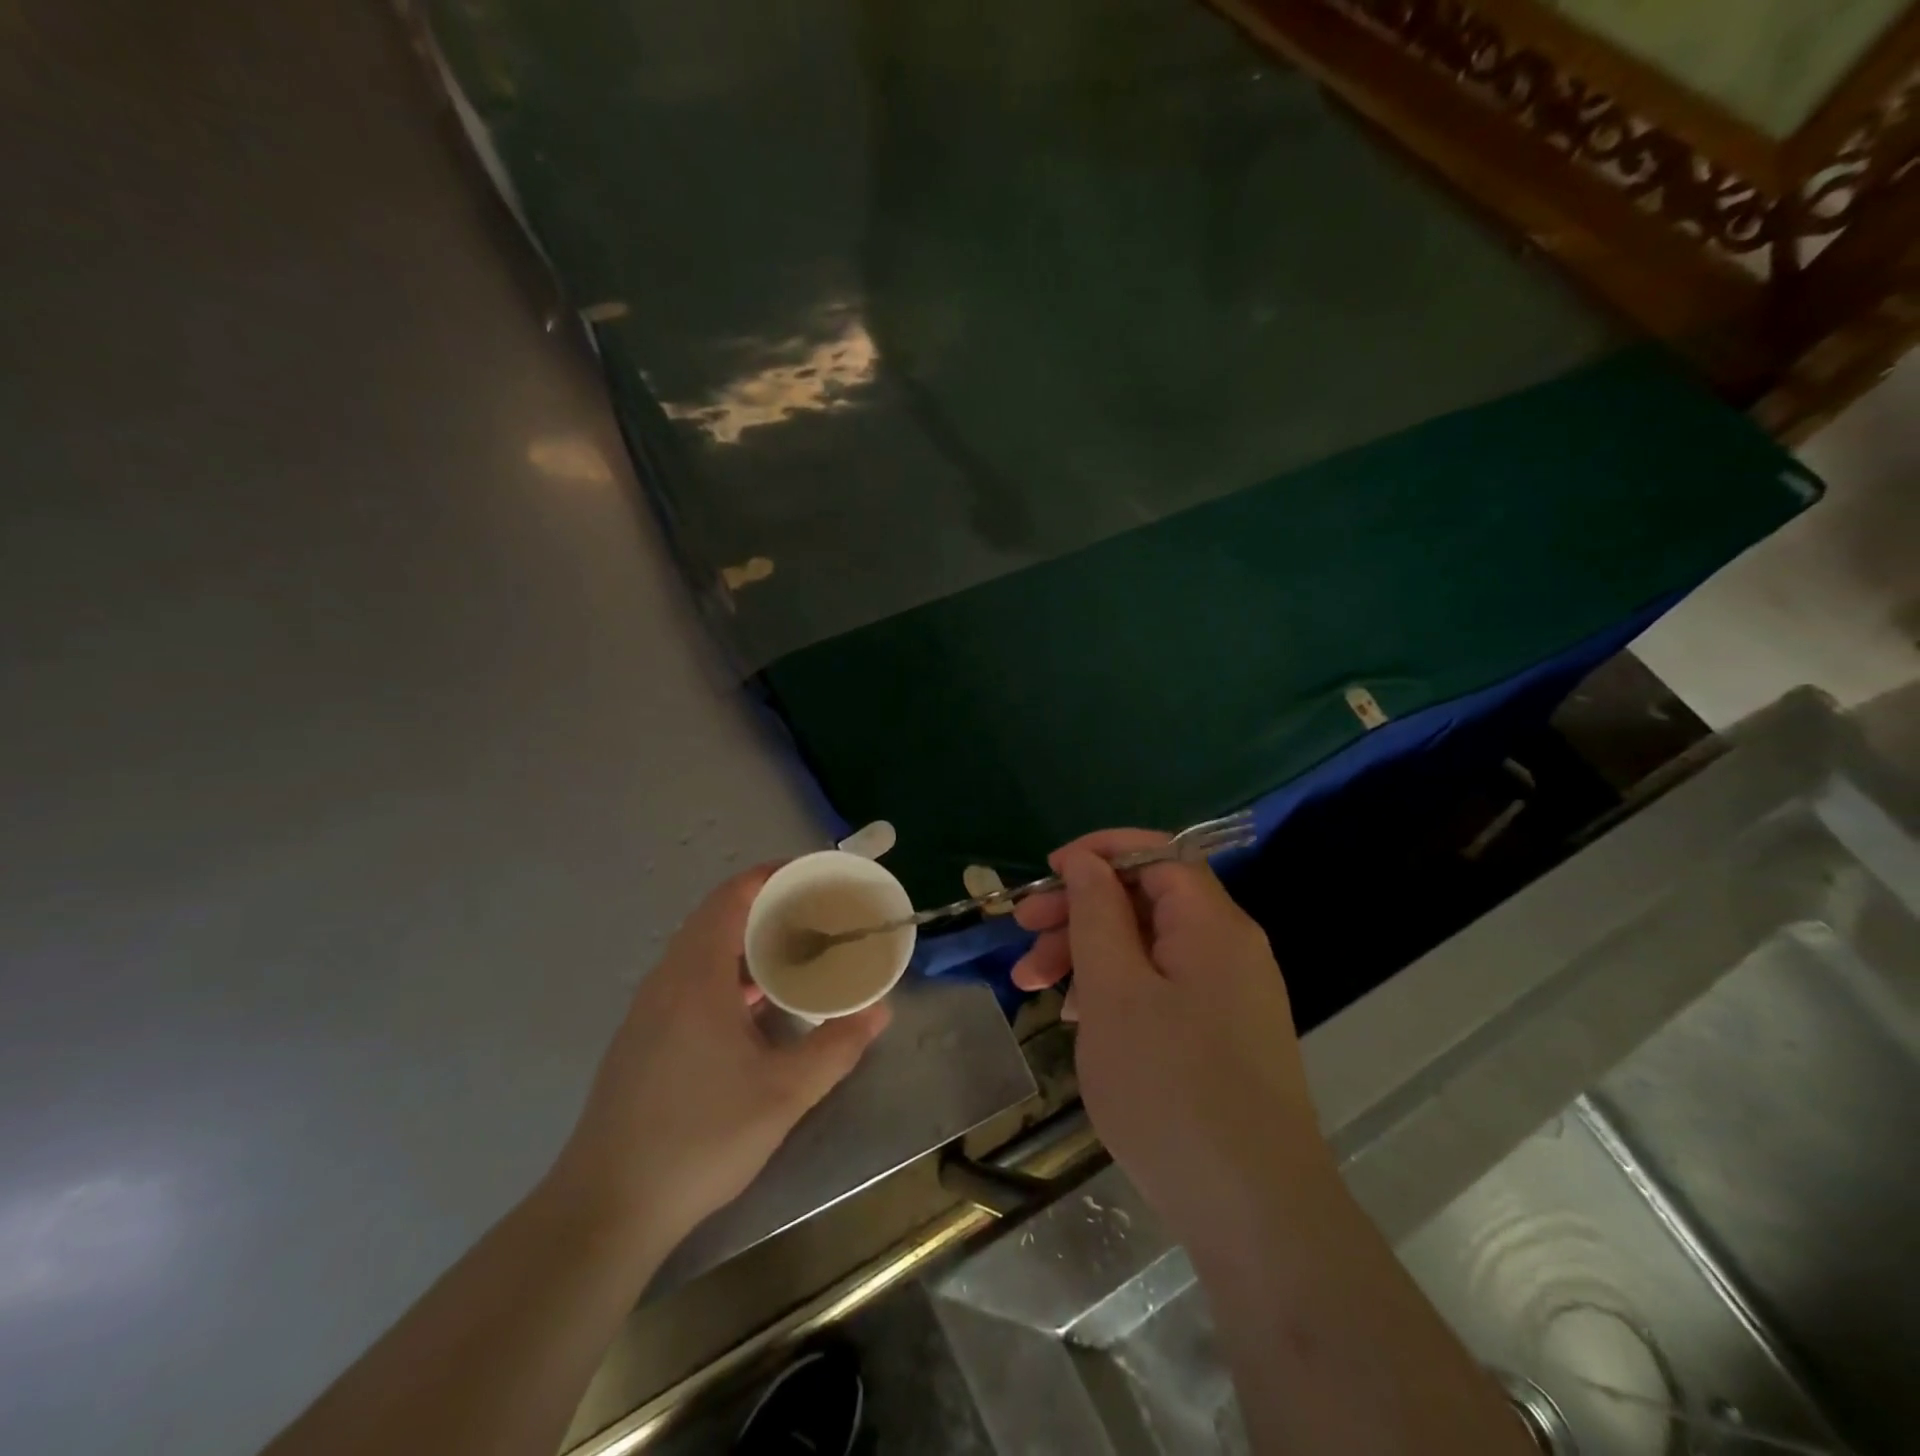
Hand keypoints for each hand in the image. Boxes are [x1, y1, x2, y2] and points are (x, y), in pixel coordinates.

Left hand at [548, 866, 890, 1251]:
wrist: (607, 1207)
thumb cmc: (700, 1137)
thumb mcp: (784, 1094)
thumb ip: (837, 1047)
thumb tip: (880, 1011)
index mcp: (697, 976)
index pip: (731, 897)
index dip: (770, 876)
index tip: (812, 876)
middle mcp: (667, 980)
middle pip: (716, 918)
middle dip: (766, 908)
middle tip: (816, 915)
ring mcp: (648, 1010)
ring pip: (701, 952)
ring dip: (745, 943)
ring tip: (794, 953)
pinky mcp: (642, 1038)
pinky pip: (689, 980)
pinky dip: (726, 972)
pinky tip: (755, 1007)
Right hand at [1012, 831, 1334, 1256]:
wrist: (1255, 1213)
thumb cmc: (1171, 1088)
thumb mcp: (1115, 991)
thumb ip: (1097, 914)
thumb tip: (1086, 861)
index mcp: (1212, 924)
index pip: (1158, 852)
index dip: (1099, 852)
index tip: (1047, 873)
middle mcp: (1229, 948)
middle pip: (1146, 900)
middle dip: (1080, 910)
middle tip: (1023, 935)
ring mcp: (1229, 994)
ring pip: (1148, 947)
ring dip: (1088, 954)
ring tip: (1034, 987)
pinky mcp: (1222, 1035)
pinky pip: (1162, 987)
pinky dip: (1116, 990)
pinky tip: (1078, 1018)